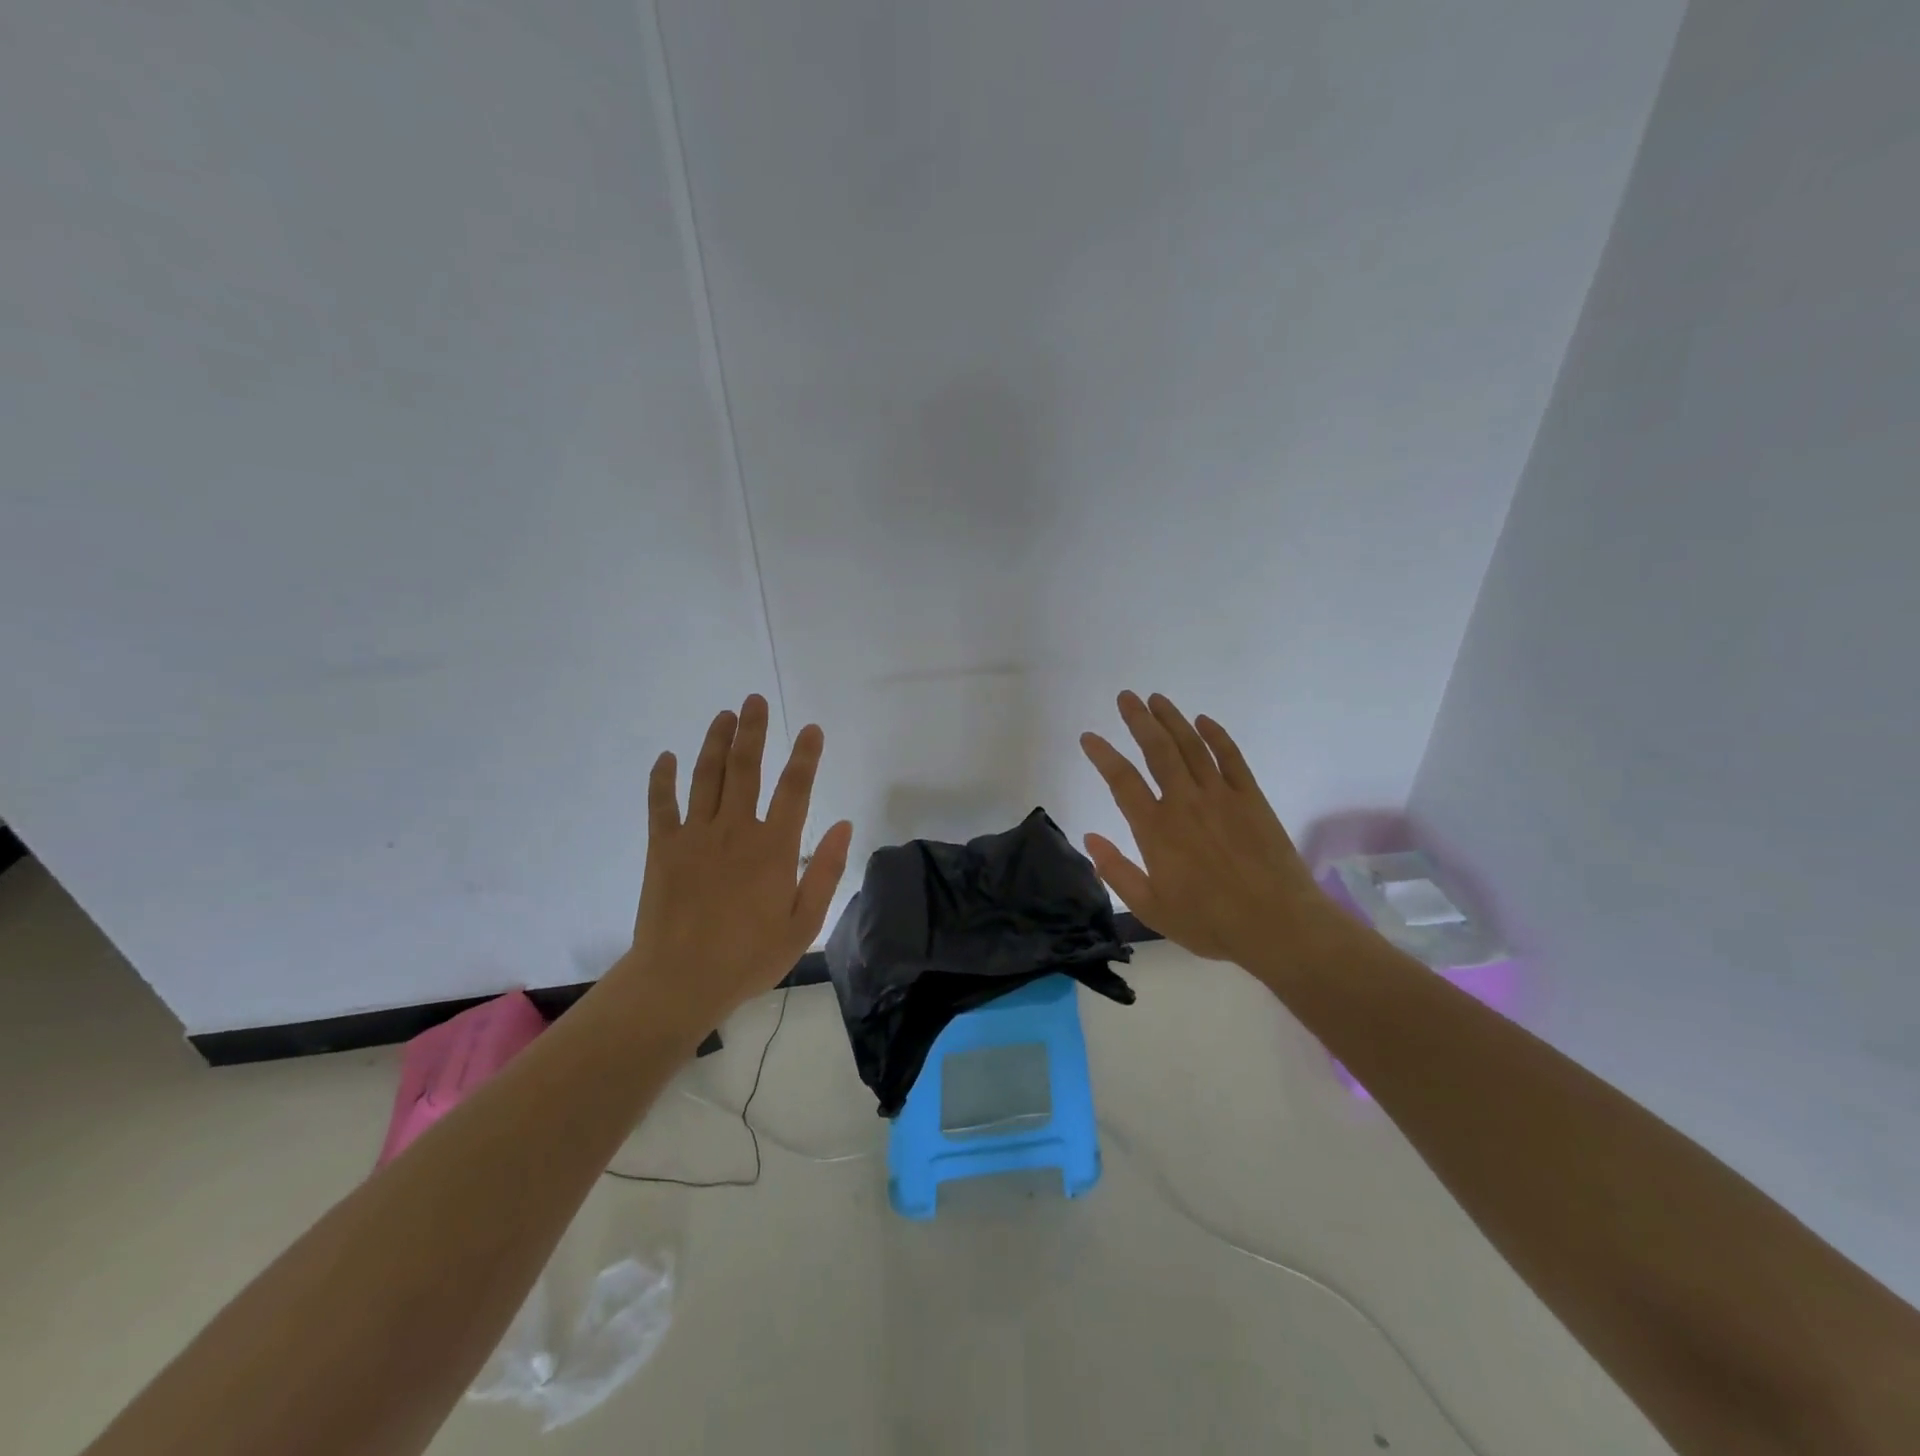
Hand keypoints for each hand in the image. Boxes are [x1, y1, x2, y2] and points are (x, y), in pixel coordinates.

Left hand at [625, 694, 852, 1028]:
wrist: (680, 981)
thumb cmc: (749, 957)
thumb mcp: (804, 922)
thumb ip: (826, 871)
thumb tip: (845, 825)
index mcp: (774, 847)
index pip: (795, 789)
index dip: (806, 756)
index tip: (812, 730)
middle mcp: (735, 830)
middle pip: (746, 768)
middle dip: (752, 731)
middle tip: (755, 699)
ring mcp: (695, 835)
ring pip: (706, 776)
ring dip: (715, 742)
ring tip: (724, 715)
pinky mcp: (663, 848)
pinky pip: (661, 804)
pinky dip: (663, 778)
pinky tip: (667, 757)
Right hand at [1079, 691, 1348, 982]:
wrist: (1279, 925)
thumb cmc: (1210, 922)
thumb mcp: (1151, 909)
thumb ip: (1117, 871)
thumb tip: (1090, 837)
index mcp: (1157, 830)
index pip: (1122, 781)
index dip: (1103, 755)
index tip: (1089, 737)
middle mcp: (1185, 803)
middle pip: (1158, 750)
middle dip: (1139, 720)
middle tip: (1126, 697)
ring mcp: (1222, 796)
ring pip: (1192, 746)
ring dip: (1172, 719)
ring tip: (1156, 699)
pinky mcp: (1252, 798)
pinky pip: (1232, 758)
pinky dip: (1217, 736)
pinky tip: (1204, 721)